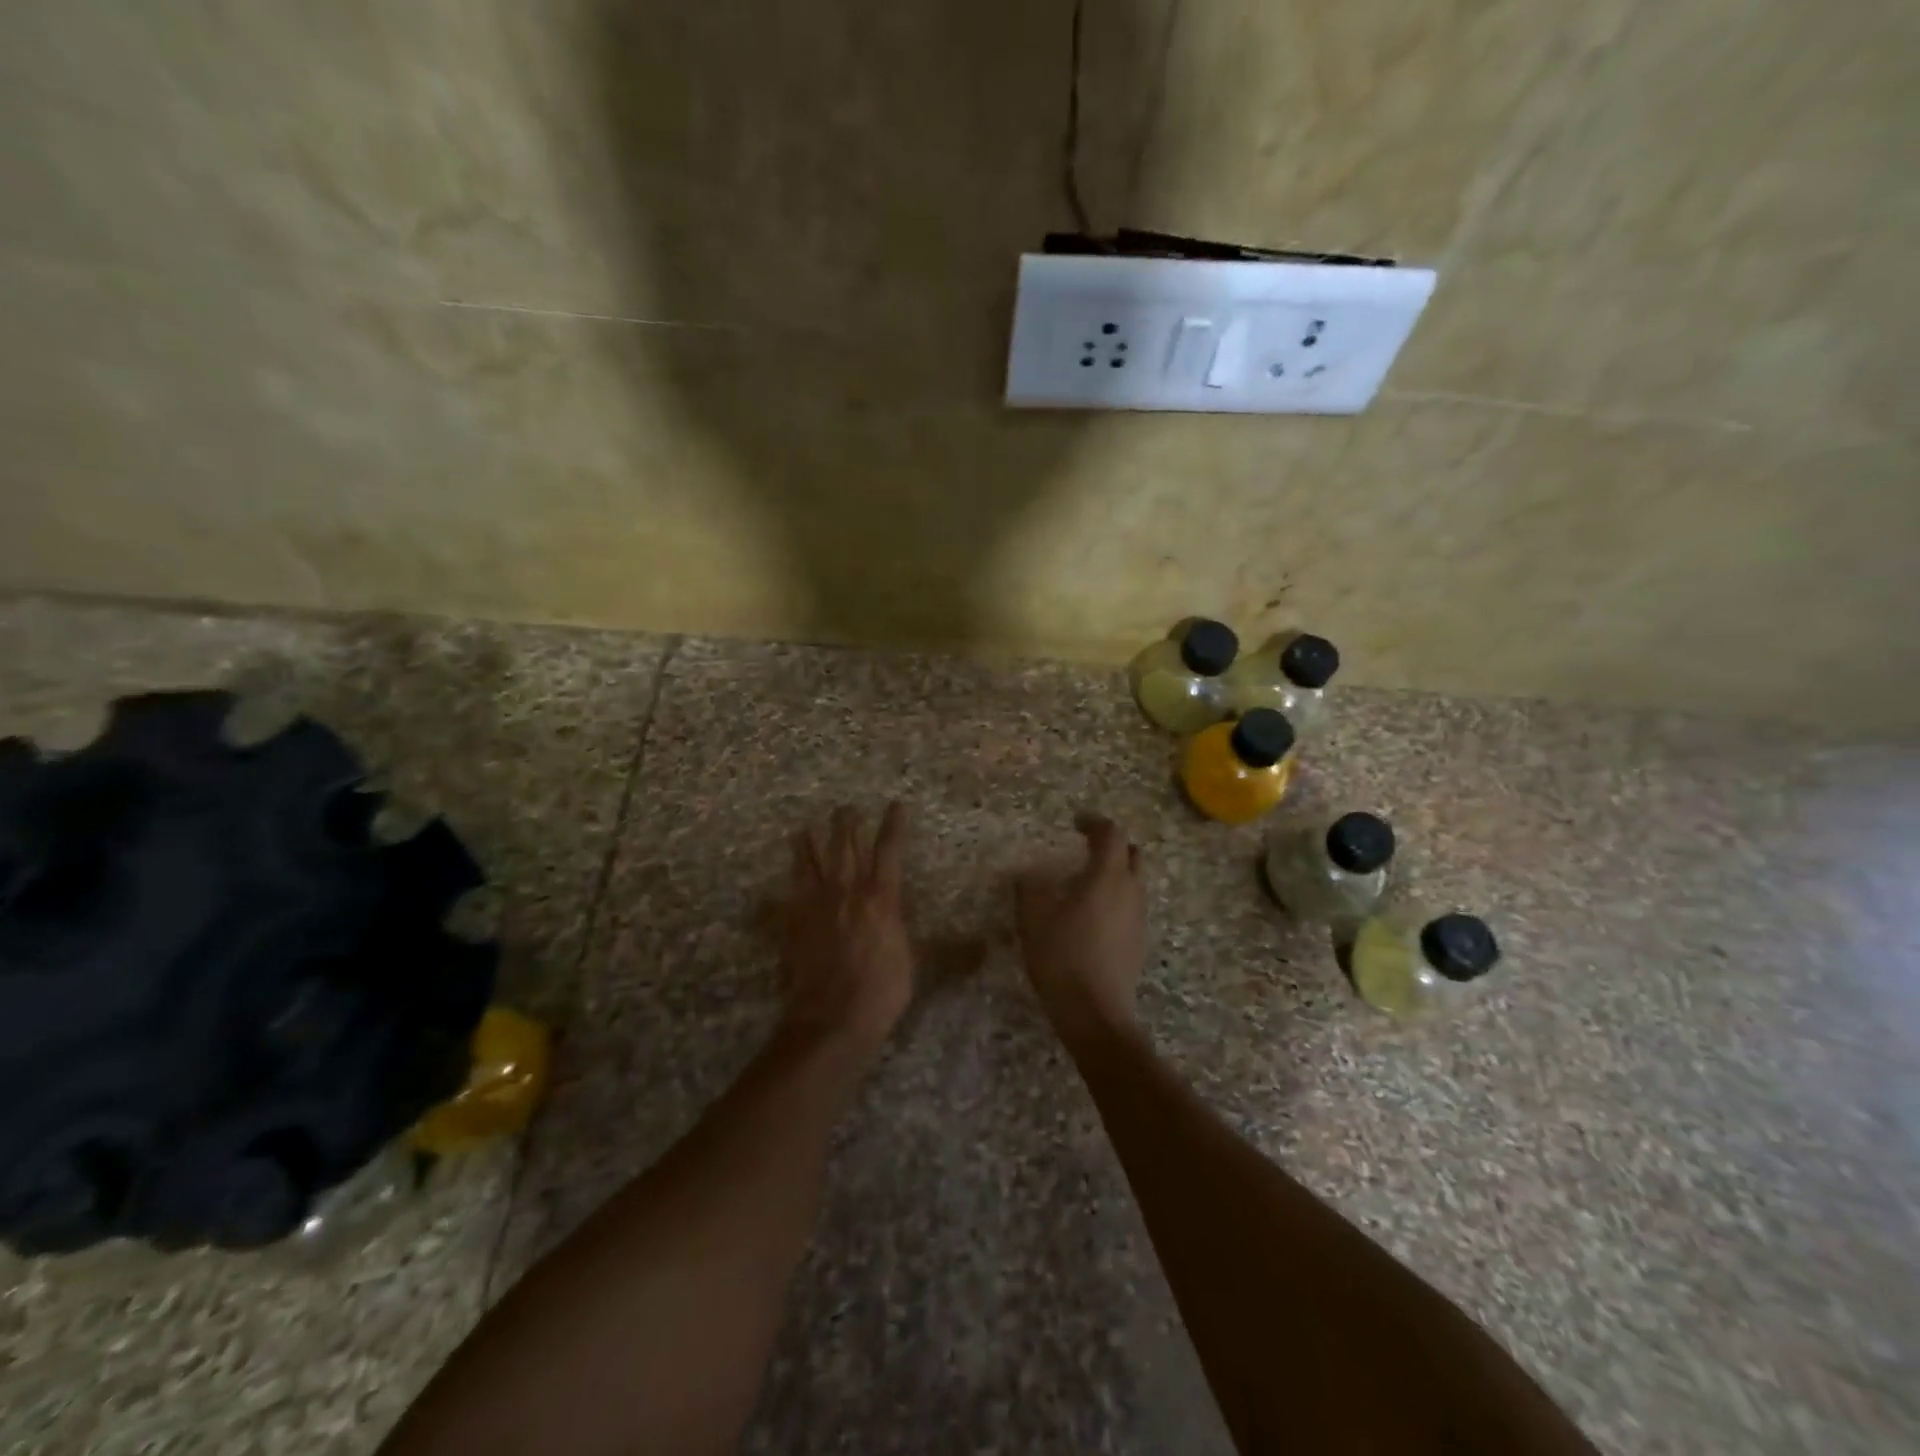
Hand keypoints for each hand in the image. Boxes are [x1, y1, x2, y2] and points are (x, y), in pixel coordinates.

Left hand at [780, 803, 913, 1059]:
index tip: (896, 804)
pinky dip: (790, 881)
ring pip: (811, 863)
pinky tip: (788, 877)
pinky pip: (790, 893)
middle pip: (844, 847)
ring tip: (804, 828)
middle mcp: (846, 892)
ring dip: (808, 844)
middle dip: (846, 824)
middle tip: (845, 807)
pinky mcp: (794, 923)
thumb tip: (983, 946)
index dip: (893, 825)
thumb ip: (938, 945)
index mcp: (880, 898)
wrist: (831, 1016)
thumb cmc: (881, 990)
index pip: (889, 851)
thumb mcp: (915, 963)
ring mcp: (816, 905)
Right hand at [1015, 815, 1146, 1042]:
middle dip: (1112, 846)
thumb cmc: (1063, 957)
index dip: (1095, 823)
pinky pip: (1130, 907)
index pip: (1111, 835)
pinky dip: (1115, 899)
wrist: (1095, 1013)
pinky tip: (1091, 917)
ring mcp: (1138, 919)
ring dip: (1114, 874)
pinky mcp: (1138, 943)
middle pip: (1132, 855)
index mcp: (1107, 877)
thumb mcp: (1034, 919)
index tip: (1076, 822)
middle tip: (1087, 848)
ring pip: (1133, 883)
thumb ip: (1030, 890)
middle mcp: (1130, 892)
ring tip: (1085, 883)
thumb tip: (1028, 875)